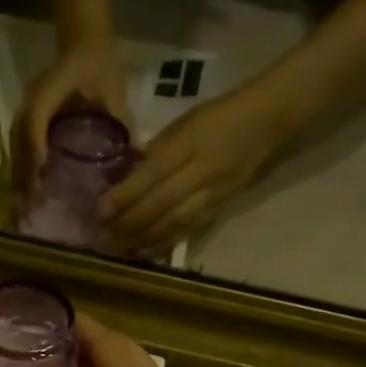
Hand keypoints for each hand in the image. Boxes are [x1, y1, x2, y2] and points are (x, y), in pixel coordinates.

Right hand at [12, 36, 128, 190]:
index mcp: (51, 87)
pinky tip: (27, 189)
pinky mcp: (25, 116)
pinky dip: (21, 168)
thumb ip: (124, 123)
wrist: (84, 43)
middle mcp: (31, 97)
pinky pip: (17, 144)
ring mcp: (24, 106)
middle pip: (19, 138)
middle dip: (24, 172)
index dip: (36, 148)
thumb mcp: (115, 92)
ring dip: (19, 174)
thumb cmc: (100, 66)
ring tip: (26, 204)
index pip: (36, 119)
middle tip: (32, 204)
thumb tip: (140, 156)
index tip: (41, 177)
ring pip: (14, 144)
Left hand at [100, 88, 279, 252]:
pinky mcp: (223, 206)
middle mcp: (203, 170)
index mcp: (189, 143)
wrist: (266, 121)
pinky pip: (191, 228)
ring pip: (175, 221)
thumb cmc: (216, 116)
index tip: (99, 212)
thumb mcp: (181, 123)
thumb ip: (154, 151)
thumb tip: (124, 178)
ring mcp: (215, 192)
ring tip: (120, 248)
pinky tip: (146, 250)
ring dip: (145, 238)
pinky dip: (166, 242)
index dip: (125, 196)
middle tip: (104, 236)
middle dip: (130, 223)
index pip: (152, 174)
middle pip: (161, 203)